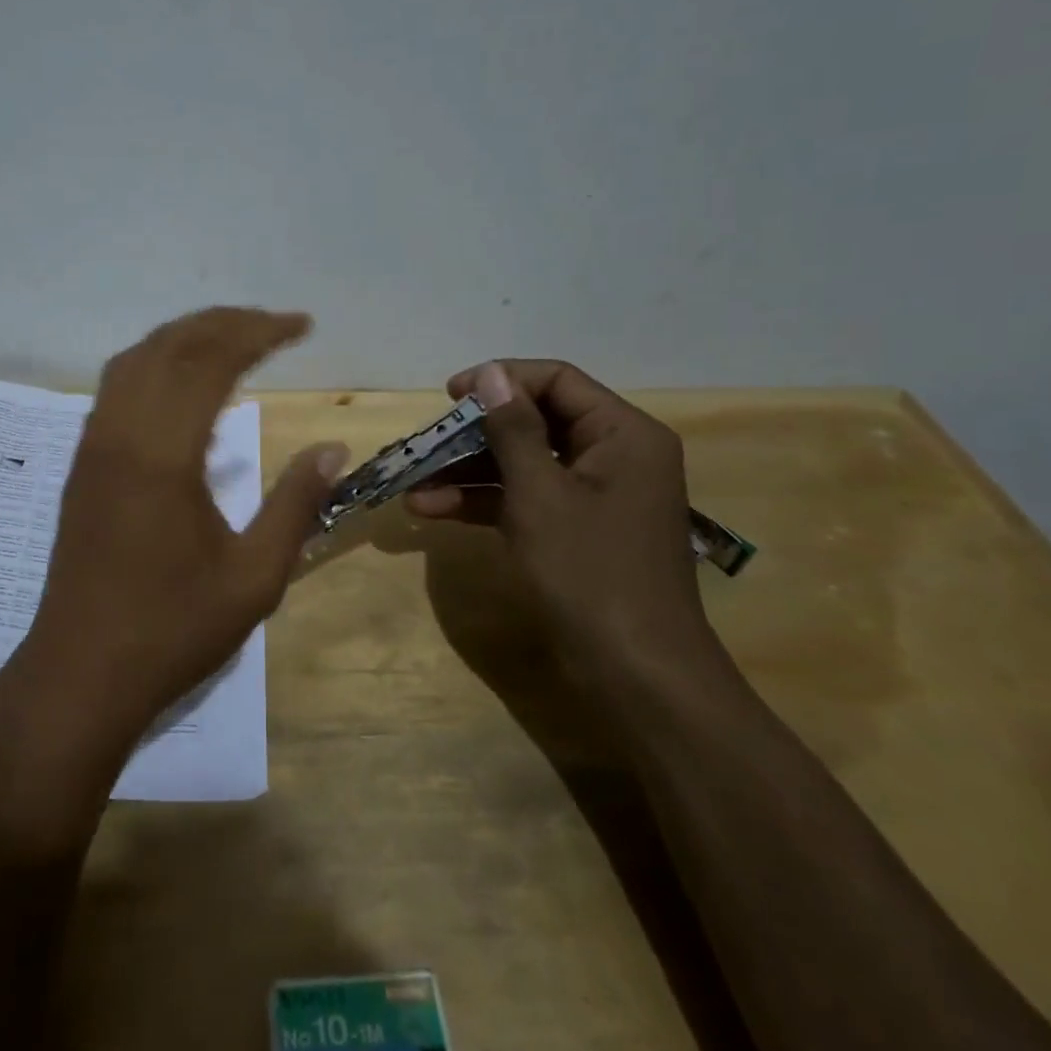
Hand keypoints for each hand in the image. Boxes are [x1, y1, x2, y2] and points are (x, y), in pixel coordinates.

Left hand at [5, 307, 347, 756]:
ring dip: (186, 336)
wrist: (80, 672)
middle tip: (275, 325)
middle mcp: (120, 433)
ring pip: (136, 359)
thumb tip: (333, 448)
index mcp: (163, 455)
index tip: (301, 326)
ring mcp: (93, 445)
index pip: (211, 361)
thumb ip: (296, 504)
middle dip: (226, 323)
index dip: (259, 333)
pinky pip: (117, 386)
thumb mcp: (254, 577)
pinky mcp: (82, 462)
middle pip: (171, 346)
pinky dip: (156, 362)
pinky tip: (183, 383)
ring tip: (233, 339)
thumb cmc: (172, 630)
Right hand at [406, 359, 714, 682]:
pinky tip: (432, 510)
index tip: (450, 395)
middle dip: (476, 432)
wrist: (636, 676)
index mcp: (623, 434)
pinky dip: (484, 502)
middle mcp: (613, 456)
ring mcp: (594, 496)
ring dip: (469, 471)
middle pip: (536, 421)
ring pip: (523, 463)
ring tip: (415, 481)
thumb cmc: (590, 573)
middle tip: (427, 441)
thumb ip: (512, 429)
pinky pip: (525, 498)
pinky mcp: (575, 530)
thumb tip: (491, 374)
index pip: (557, 381)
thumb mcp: (541, 495)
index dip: (501, 380)